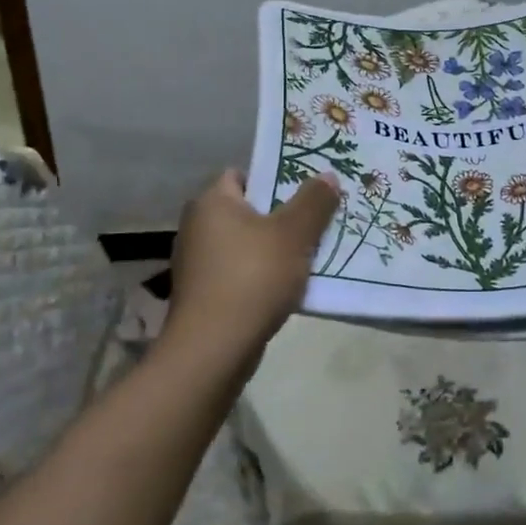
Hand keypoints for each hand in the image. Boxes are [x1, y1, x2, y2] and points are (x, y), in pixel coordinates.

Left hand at [161, 169, 340, 365]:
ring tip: (312, 253)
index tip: (307, 190)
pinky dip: (263, 275)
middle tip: (318, 219)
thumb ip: (314, 201)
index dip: (275, 177)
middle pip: (248, 210)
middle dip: (282, 215)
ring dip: (275, 248)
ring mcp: (197, 264)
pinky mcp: (203, 295)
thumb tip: (328, 176)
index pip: (243, 174)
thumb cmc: (252, 277)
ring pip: (247, 244)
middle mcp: (197, 227)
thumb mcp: (294, 234)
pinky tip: (290, 286)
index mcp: (211, 203)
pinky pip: (241, 272)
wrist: (213, 350)